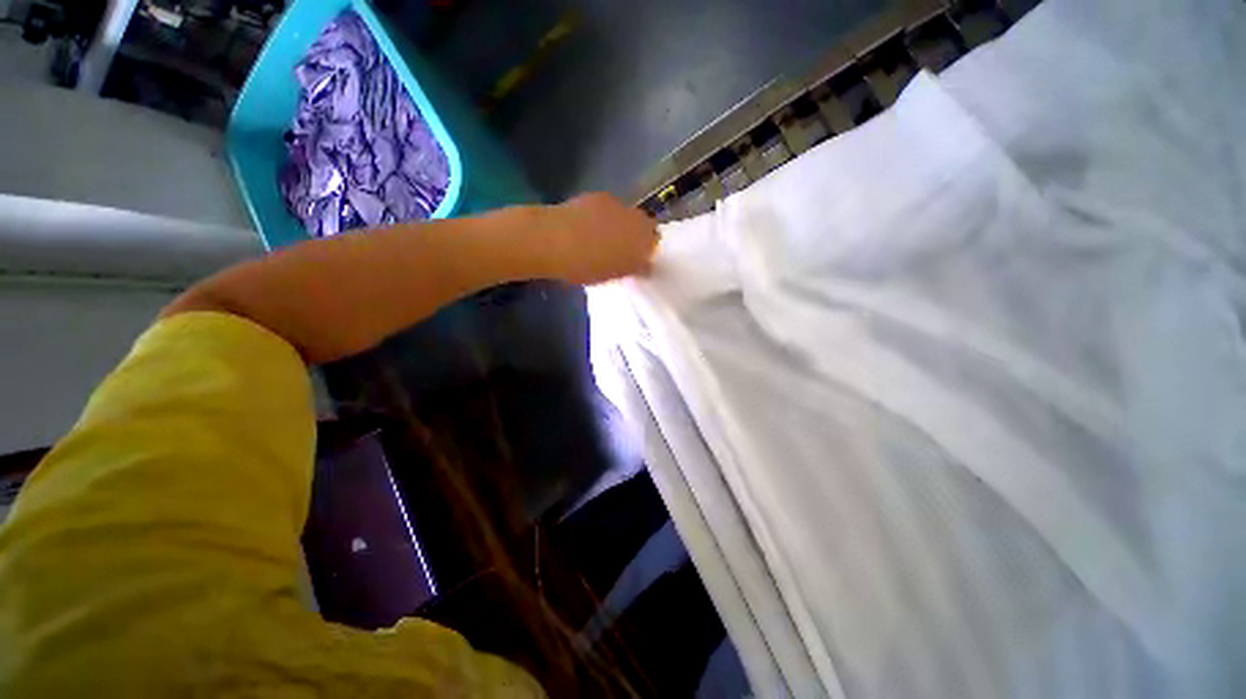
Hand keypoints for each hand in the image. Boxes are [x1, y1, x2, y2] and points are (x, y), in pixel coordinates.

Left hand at [541, 193, 657, 284]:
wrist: (552, 239)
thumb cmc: (585, 266)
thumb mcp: (613, 276)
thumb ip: (633, 269)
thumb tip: (645, 266)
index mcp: (643, 241)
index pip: (655, 243)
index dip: (647, 252)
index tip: (637, 261)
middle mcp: (636, 218)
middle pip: (643, 225)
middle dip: (636, 236)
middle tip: (621, 251)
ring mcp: (617, 204)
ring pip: (626, 216)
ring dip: (620, 225)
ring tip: (602, 238)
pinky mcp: (597, 196)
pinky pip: (608, 208)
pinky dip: (603, 217)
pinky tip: (587, 226)